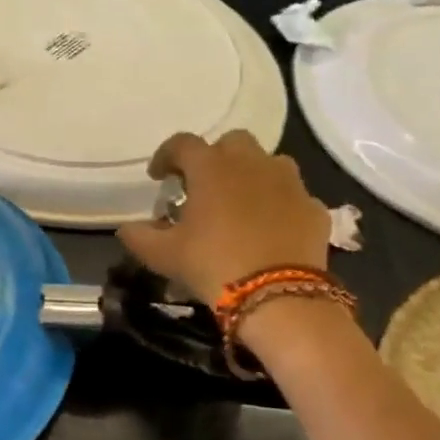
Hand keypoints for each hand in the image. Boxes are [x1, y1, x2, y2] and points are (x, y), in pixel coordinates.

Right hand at [115, 130, 330, 301]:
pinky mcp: (313, 208)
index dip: (166, 156)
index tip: (158, 176)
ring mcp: (288, 183)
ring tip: (239, 203)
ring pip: (268, 163)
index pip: (182, 144)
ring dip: (251, 175)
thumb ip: (139, 237)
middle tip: (203, 186)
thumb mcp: (163, 255)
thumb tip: (126, 229)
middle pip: (232, 143)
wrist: (279, 296)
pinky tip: (269, 229)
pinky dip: (278, 204)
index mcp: (211, 167)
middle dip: (215, 158)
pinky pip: (292, 196)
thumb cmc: (212, 264)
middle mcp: (252, 163)